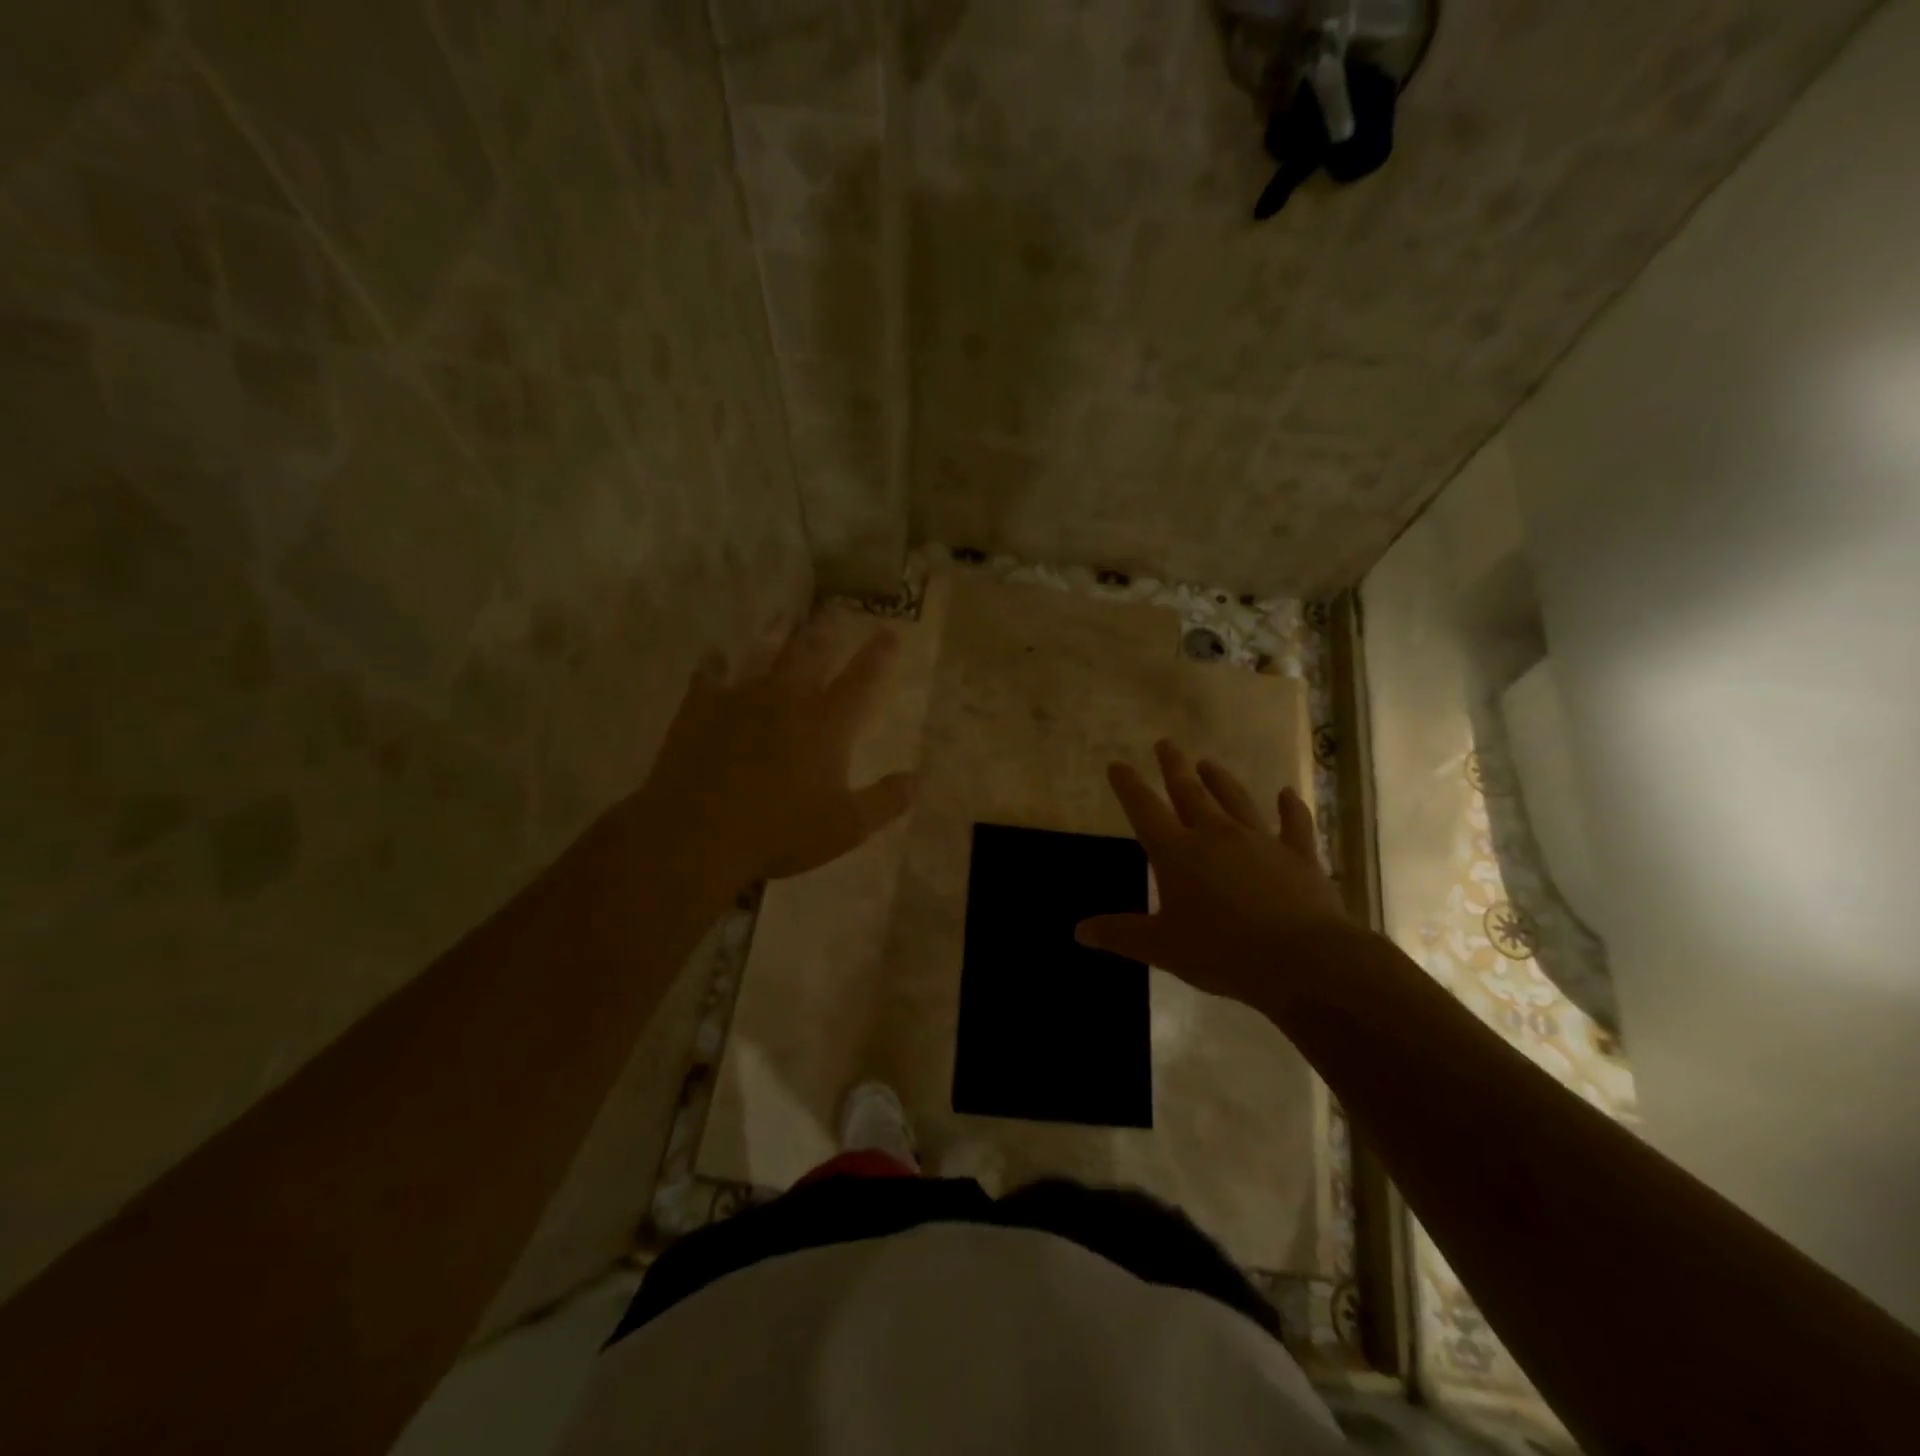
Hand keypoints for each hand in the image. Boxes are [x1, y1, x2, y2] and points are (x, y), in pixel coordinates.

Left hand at [629, 615, 915, 887]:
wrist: (697, 833)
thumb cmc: (780, 832)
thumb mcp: (846, 827)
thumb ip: (885, 801)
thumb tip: (918, 780)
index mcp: (828, 724)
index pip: (861, 680)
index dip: (878, 655)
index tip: (889, 632)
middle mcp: (788, 699)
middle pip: (812, 654)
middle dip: (827, 631)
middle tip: (833, 611)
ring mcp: (742, 698)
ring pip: (764, 654)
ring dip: (778, 636)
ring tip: (784, 619)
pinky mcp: (701, 707)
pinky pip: (710, 675)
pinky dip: (716, 664)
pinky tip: (715, 658)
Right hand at [1075, 740, 1347, 1010]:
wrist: (1301, 959)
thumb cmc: (1222, 953)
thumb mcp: (1162, 948)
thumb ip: (1121, 934)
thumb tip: (1079, 931)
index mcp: (1177, 853)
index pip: (1144, 809)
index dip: (1128, 786)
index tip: (1117, 764)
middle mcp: (1215, 835)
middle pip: (1190, 792)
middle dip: (1174, 767)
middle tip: (1166, 744)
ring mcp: (1260, 841)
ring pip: (1236, 800)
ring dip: (1220, 780)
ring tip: (1209, 763)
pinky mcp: (1298, 855)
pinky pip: (1294, 824)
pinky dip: (1291, 808)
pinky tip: (1289, 794)